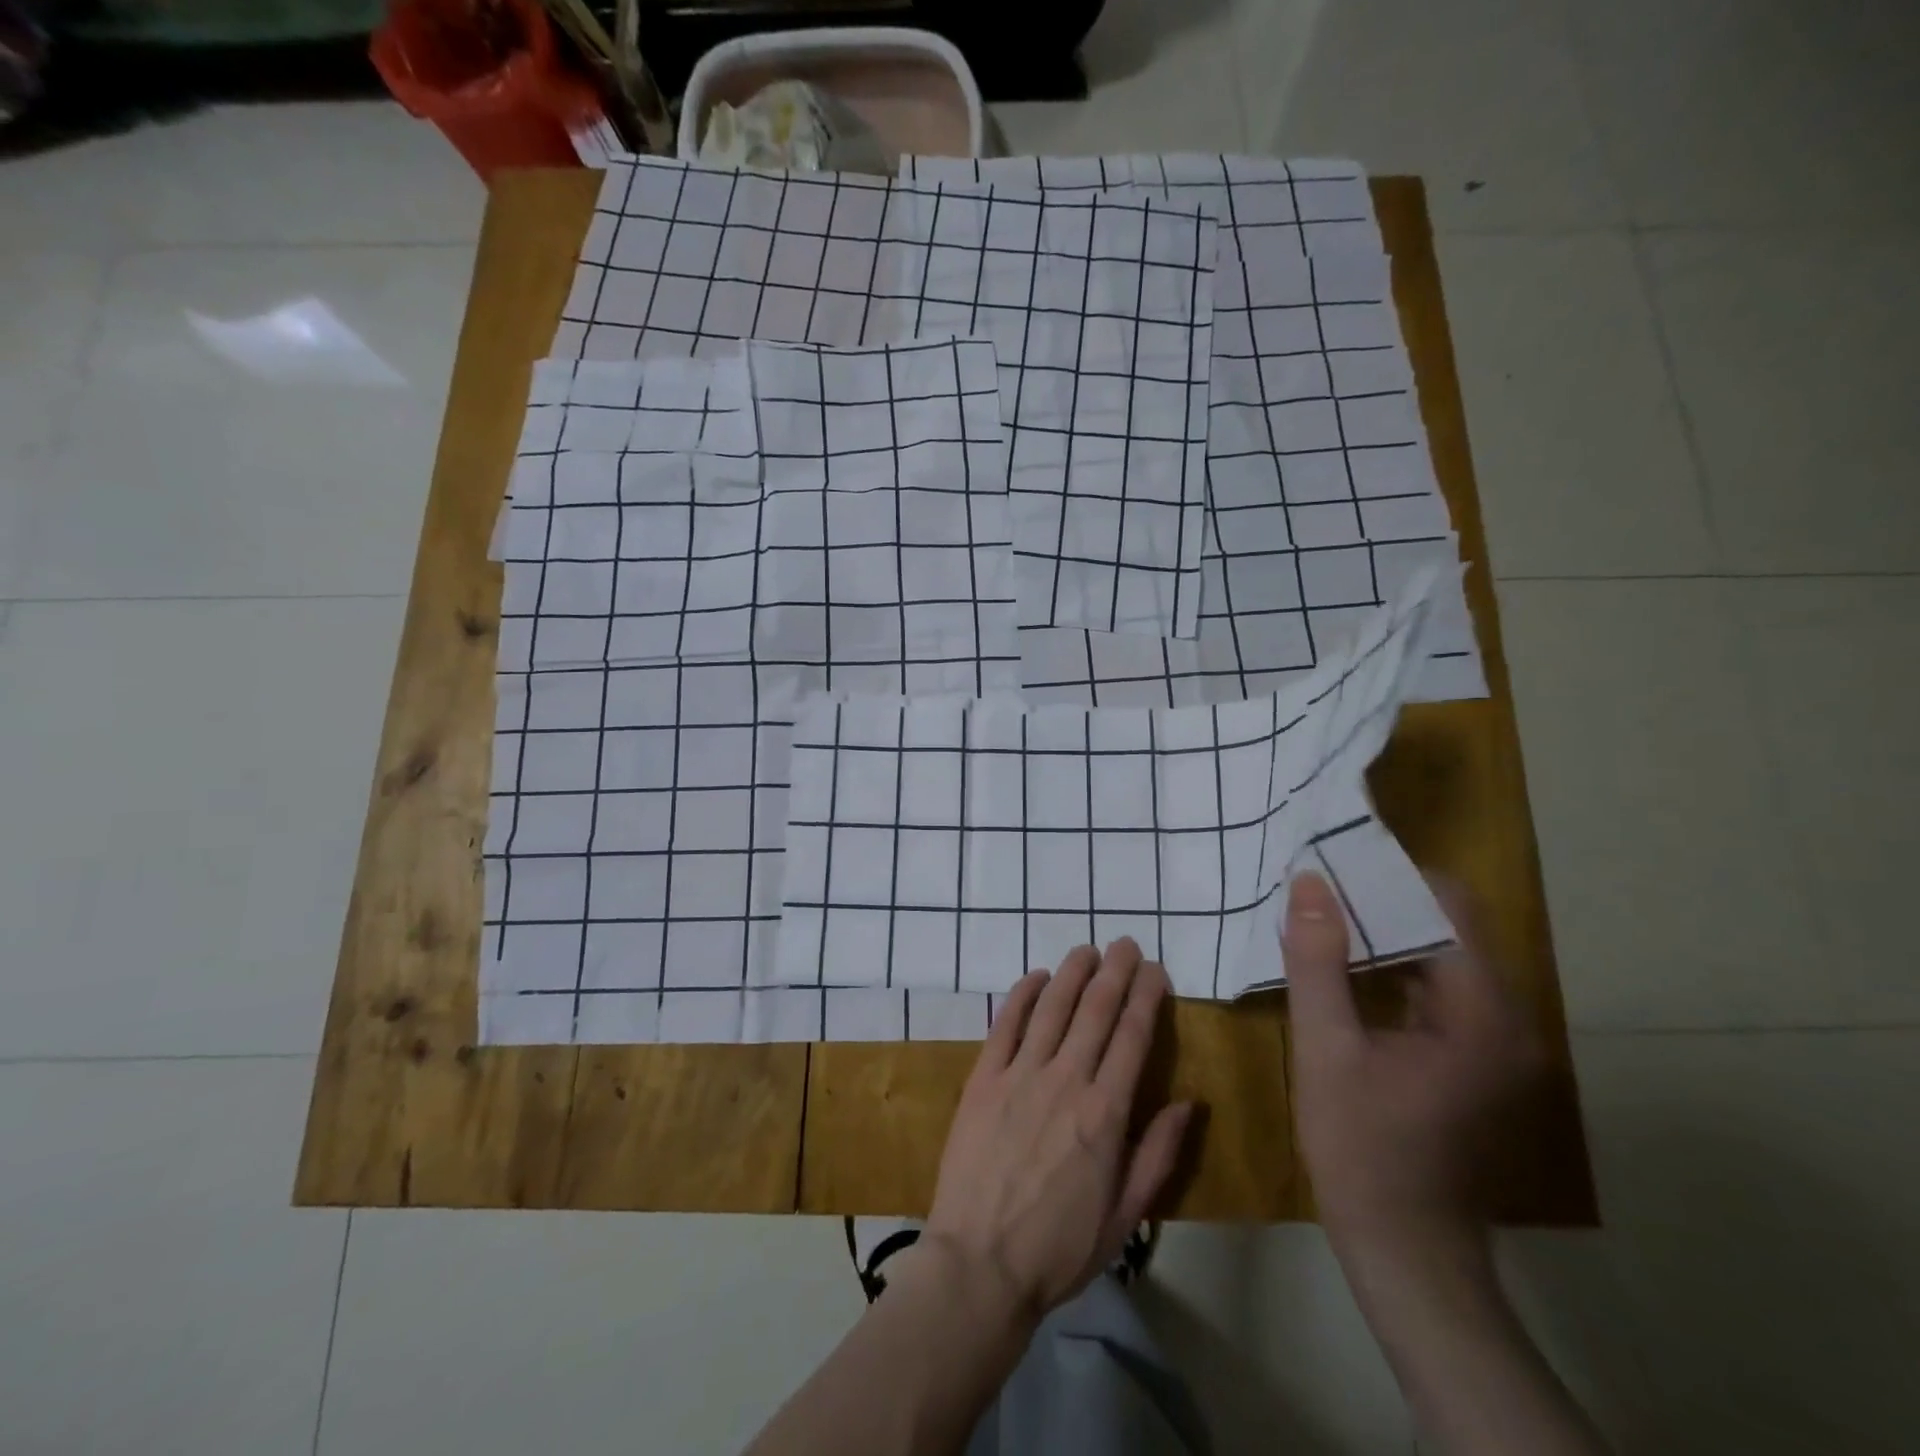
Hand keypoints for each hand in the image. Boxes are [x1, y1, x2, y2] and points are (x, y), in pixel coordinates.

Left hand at [923, 939, 1193, 1328]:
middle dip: (1115, 971)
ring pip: (1052, 1007)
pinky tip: (1036, 976)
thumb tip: (1190, 1103)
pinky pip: (1005, 1024)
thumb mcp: (1125, 1216)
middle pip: (1095, 1010)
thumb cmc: (1059, 1247)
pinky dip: (1022, 995)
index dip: (1145, 996)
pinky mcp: (983, 1078)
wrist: (980, 1263)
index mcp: (1105, 1113)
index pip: (1132, 1037)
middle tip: (1125, 943)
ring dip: (1072, 972)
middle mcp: (1065, 1080)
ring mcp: (1020, 1074)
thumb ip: (1158, 1154)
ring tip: (1087, 949)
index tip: (1155, 970)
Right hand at [1282, 871, 1542, 1261]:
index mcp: (1482, 1014)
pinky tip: (1347, 965)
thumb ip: (1318, 962)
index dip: (1394, 877)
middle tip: (1319, 884)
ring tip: (1324, 913)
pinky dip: (1396, 968)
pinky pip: (1439, 990)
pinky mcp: (1479, 1060)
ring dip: (1387, 933)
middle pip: (1451, 929)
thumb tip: (1310, 883)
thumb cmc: (1362, 1147)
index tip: (1336, 861)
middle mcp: (1508, 1020)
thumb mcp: (1325, 1048)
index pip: (1452, 908)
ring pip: (1444, 958)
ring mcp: (1498, 1043)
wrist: (1405, 1248)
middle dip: (1384, 901)